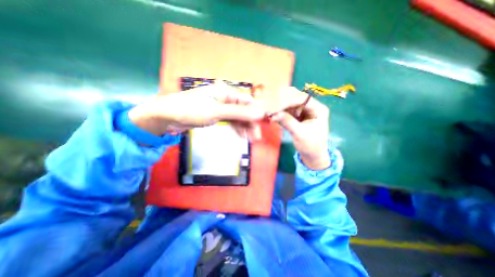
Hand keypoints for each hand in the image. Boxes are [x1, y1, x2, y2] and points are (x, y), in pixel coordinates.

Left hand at [127, 80, 266, 140]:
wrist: (168, 117)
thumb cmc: (191, 110)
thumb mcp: (217, 112)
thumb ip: (239, 112)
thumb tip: (260, 113)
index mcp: (226, 92)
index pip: (247, 102)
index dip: (255, 114)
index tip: (261, 127)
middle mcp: (225, 98)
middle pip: (243, 110)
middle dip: (250, 124)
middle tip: (255, 138)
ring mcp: (221, 107)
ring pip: (237, 117)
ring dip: (244, 127)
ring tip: (249, 139)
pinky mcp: (216, 115)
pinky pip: (230, 120)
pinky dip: (236, 127)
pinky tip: (240, 135)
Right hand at [269, 87, 329, 168]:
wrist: (313, 156)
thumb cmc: (311, 146)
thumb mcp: (300, 134)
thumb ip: (288, 122)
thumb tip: (274, 114)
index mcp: (318, 109)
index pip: (302, 99)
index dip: (288, 100)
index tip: (275, 105)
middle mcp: (311, 108)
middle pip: (295, 100)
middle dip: (282, 103)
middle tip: (270, 106)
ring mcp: (303, 112)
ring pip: (289, 105)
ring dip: (279, 108)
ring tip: (269, 111)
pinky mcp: (297, 118)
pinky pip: (287, 112)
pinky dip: (280, 114)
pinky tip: (272, 116)